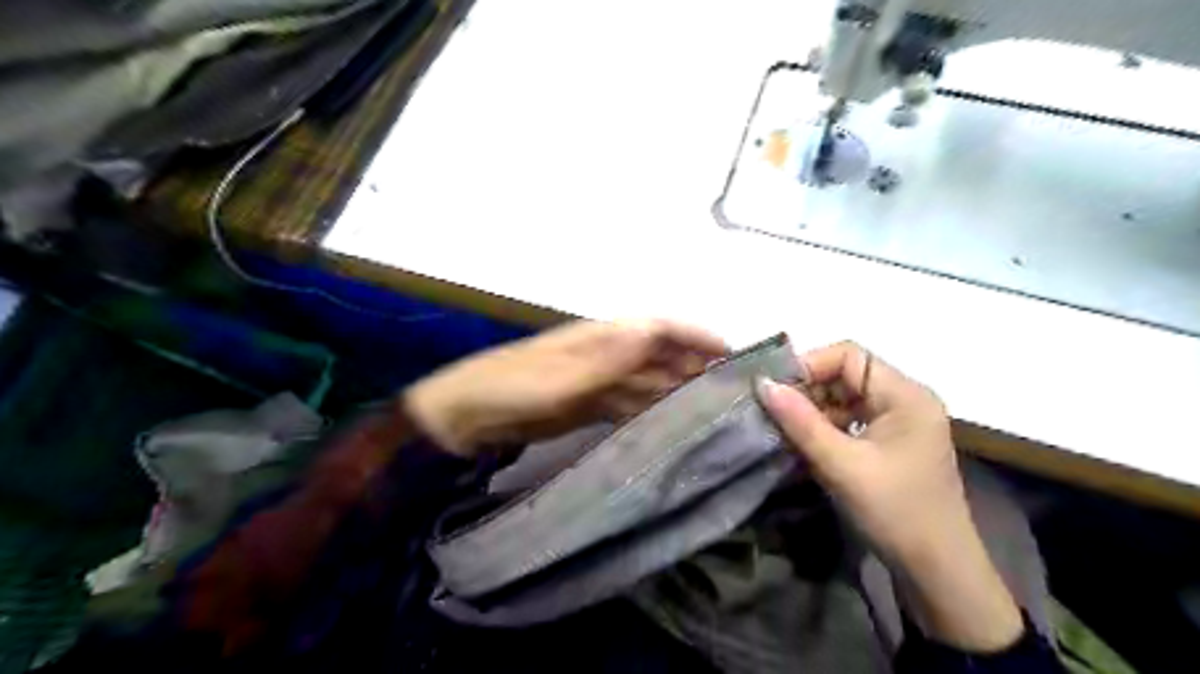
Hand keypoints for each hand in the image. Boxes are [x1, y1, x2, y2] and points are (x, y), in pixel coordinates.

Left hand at [408, 319, 726, 454]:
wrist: (464, 417)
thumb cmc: (510, 389)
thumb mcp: (560, 378)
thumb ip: (608, 360)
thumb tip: (653, 330)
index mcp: (599, 337)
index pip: (658, 327)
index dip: (695, 336)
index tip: (730, 355)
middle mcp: (605, 354)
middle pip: (659, 354)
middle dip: (694, 365)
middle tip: (732, 391)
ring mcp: (597, 381)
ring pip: (648, 380)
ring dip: (677, 390)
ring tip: (712, 410)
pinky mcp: (588, 406)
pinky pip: (630, 403)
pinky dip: (652, 410)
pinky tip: (671, 424)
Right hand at [758, 342, 1020, 653]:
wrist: (936, 571)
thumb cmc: (894, 511)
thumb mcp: (841, 464)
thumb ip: (800, 421)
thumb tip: (762, 384)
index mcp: (905, 395)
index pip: (849, 355)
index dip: (809, 365)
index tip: (776, 390)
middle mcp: (906, 399)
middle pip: (847, 373)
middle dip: (809, 388)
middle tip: (774, 411)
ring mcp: (899, 421)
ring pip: (846, 396)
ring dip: (814, 409)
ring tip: (784, 428)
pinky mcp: (891, 442)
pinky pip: (852, 418)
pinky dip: (826, 425)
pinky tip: (804, 442)